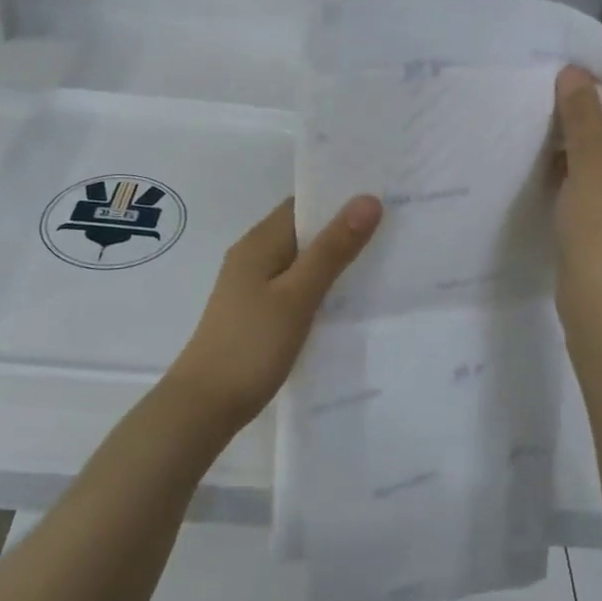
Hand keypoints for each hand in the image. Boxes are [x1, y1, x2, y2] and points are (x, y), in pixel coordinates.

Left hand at [165, 194, 381, 428]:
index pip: (303, 203)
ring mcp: (254, 286)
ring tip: (385, 258)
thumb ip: (332, 249)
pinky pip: (296, 286)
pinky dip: (322, 285)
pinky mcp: (259, 313)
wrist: (205, 405)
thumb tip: (367, 199)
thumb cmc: (251, 345)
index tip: (385, 196)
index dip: (340, 197)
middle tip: (396, 227)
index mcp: (260, 243)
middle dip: (344, 227)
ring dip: (336, 258)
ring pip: (302, 260)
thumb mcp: (298, 295)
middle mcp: (254, 256)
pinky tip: (350, 299)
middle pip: (304, 230)